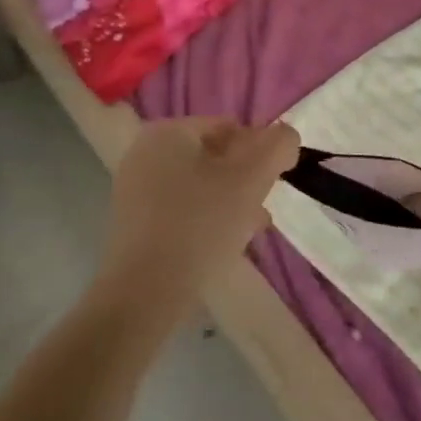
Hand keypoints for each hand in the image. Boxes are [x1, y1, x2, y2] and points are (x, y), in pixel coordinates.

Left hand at [99, 118, 299, 319]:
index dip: (259, 151)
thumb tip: (286, 137)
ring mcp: (135, 190)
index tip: (273, 182)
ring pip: (200, 185)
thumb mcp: (252, 178)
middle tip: (264, 207)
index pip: (229, 127)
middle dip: (245, 179)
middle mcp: (145, 154)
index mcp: (168, 132)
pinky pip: (182, 210)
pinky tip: (226, 244)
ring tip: (252, 228)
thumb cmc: (201, 224)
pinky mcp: (134, 225)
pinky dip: (207, 219)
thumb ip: (278, 146)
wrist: (144, 293)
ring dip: (231, 200)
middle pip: (214, 156)